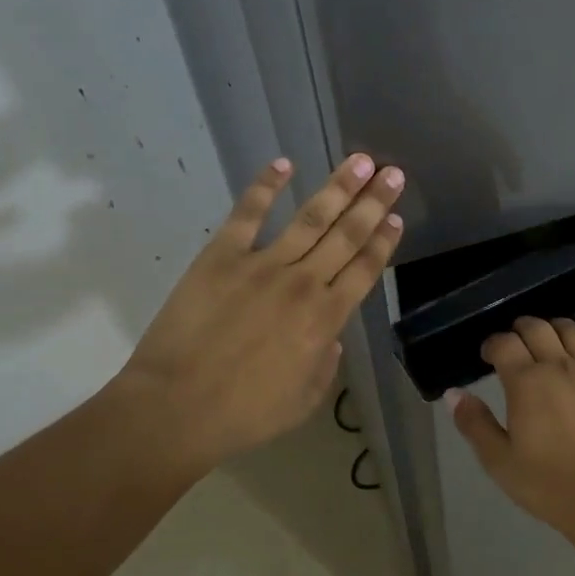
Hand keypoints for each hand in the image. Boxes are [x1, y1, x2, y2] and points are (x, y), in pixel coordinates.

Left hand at [113, 153, 404, 475]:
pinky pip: (247, 213)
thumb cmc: (244, 414)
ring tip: (361, 161)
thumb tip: (331, 339)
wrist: (177, 408)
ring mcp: (262, 265)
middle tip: (393, 173)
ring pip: (310, 218)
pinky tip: (284, 164)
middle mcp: (303, 284)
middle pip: (347, 235)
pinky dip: (266, 186)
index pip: (364, 270)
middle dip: (373, 203)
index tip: (396, 217)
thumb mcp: (303, 402)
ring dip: (338, 187)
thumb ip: (325, 366)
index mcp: (325, 320)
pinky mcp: (221, 256)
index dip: (383, 242)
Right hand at [448, 317, 574, 561]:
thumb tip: (454, 393)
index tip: (487, 356)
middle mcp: (561, 366)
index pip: (504, 344)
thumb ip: (474, 423)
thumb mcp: (500, 461)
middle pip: (538, 329)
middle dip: (521, 329)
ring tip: (551, 338)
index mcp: (527, 382)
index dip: (492, 344)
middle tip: (516, 344)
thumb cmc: (549, 485)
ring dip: (558, 328)